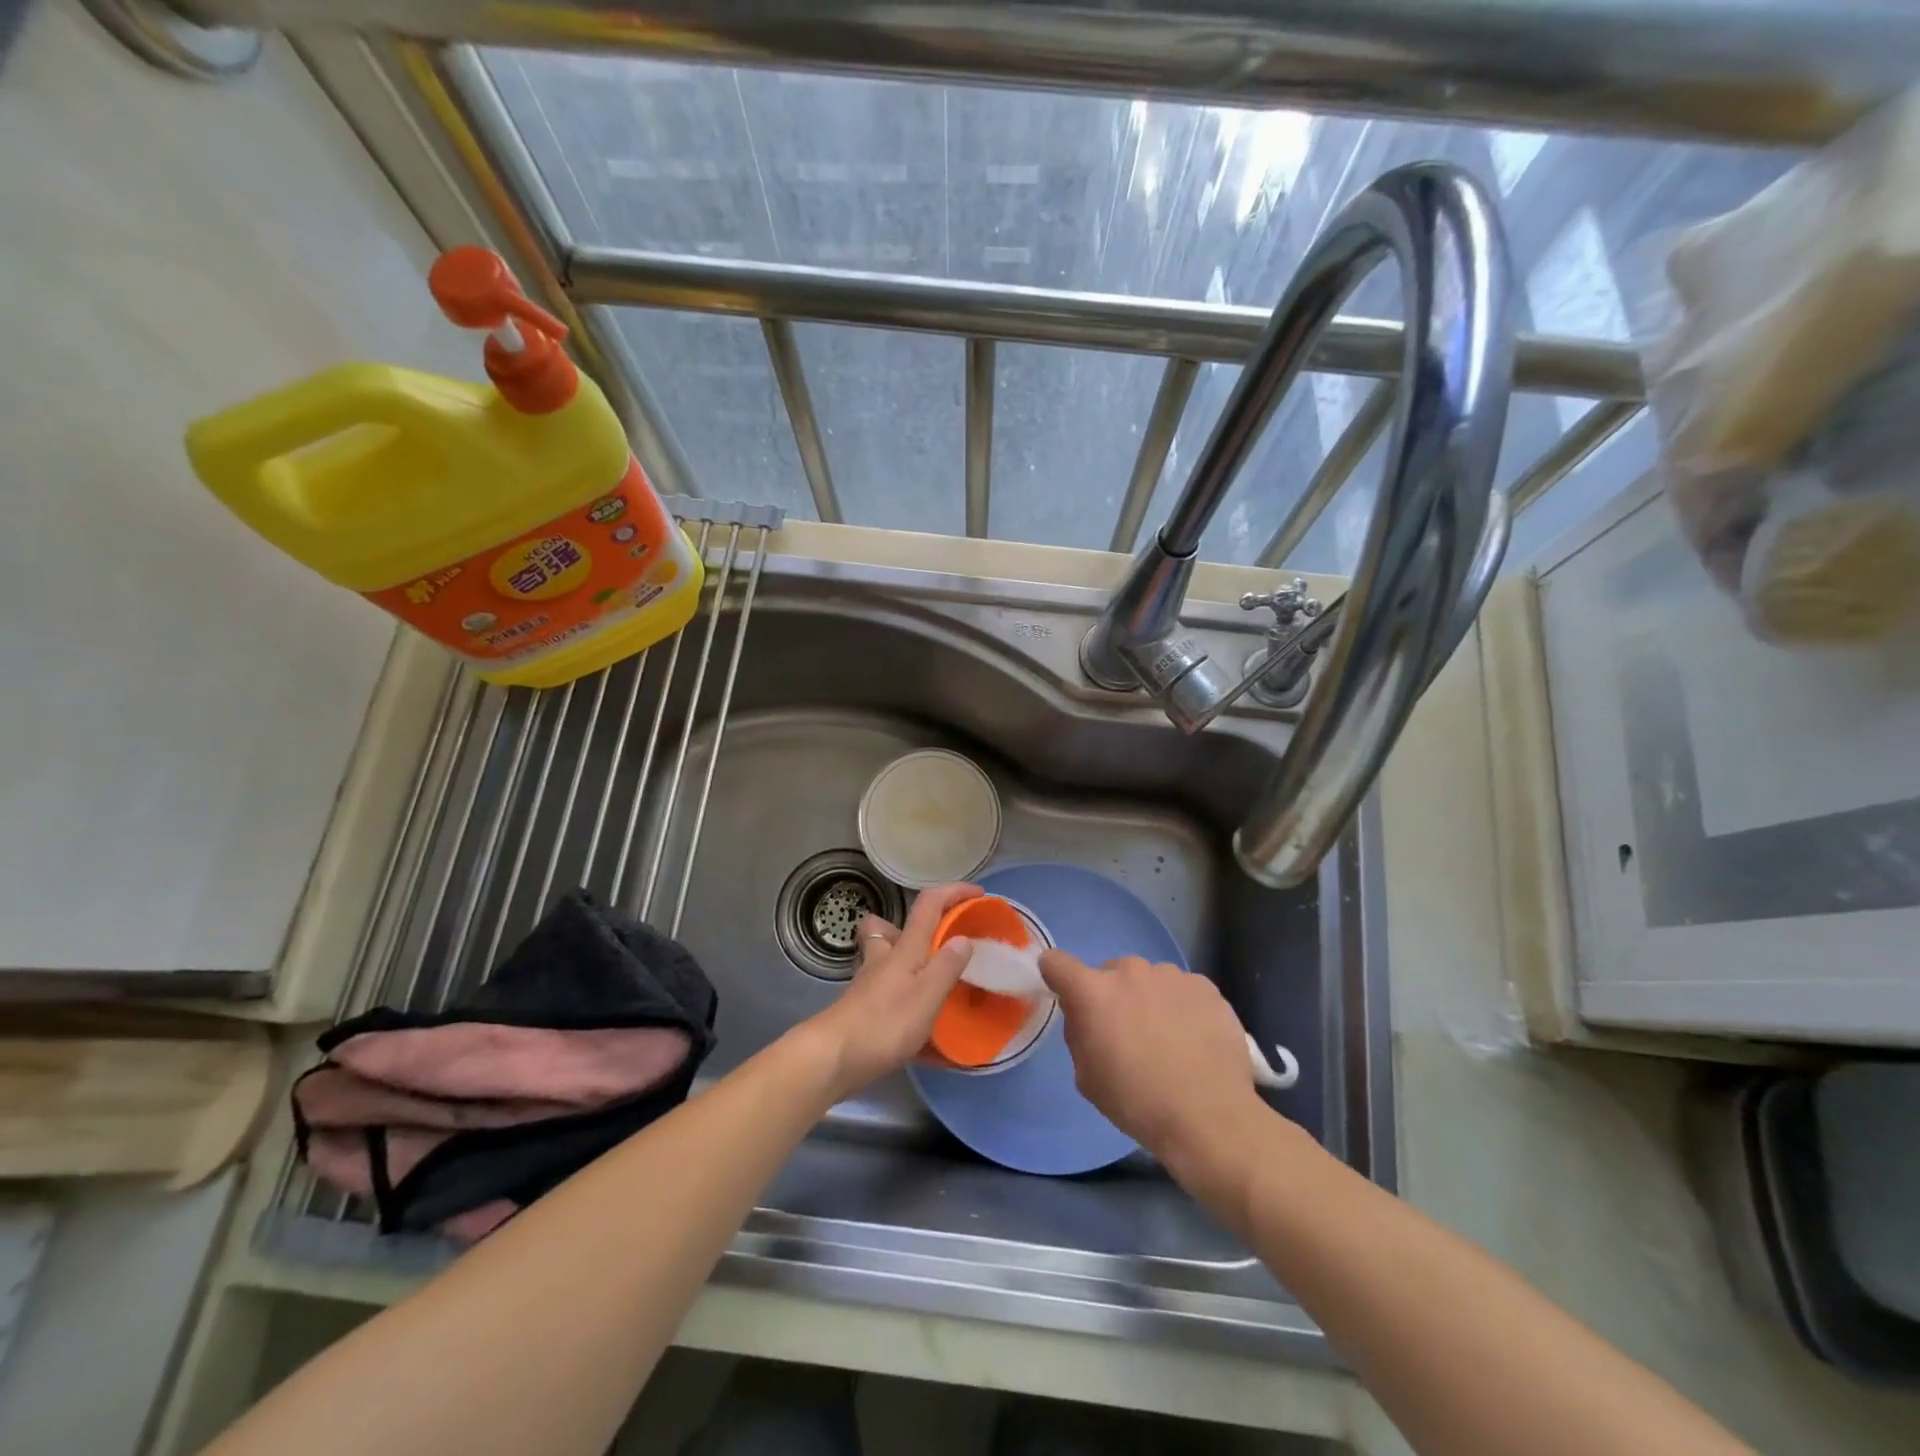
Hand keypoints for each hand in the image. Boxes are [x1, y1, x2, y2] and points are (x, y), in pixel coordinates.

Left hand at [804, 882, 979, 1100]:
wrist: (833, 1059)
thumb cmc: (884, 1023)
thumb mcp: (926, 995)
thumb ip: (947, 967)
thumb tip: (963, 938)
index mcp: (904, 949)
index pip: (929, 904)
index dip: (953, 892)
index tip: (978, 893)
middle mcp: (884, 959)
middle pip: (889, 929)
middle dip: (915, 931)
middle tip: (942, 948)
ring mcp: (869, 986)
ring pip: (887, 963)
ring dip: (910, 969)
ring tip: (938, 991)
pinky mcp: (863, 1012)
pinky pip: (890, 1001)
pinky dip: (909, 1013)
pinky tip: (930, 1045)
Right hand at [1037, 951, 1266, 1170]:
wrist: (1210, 1117)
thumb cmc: (1138, 1102)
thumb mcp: (1087, 1078)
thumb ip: (1079, 1035)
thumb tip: (1086, 1018)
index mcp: (1094, 992)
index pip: (1057, 963)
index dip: (1057, 975)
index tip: (1066, 993)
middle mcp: (1130, 971)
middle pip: (1110, 973)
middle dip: (1112, 996)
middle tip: (1127, 1033)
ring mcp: (1171, 975)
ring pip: (1149, 980)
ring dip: (1148, 999)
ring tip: (1168, 1039)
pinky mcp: (1205, 986)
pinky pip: (1181, 989)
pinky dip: (1181, 1006)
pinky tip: (1194, 1039)